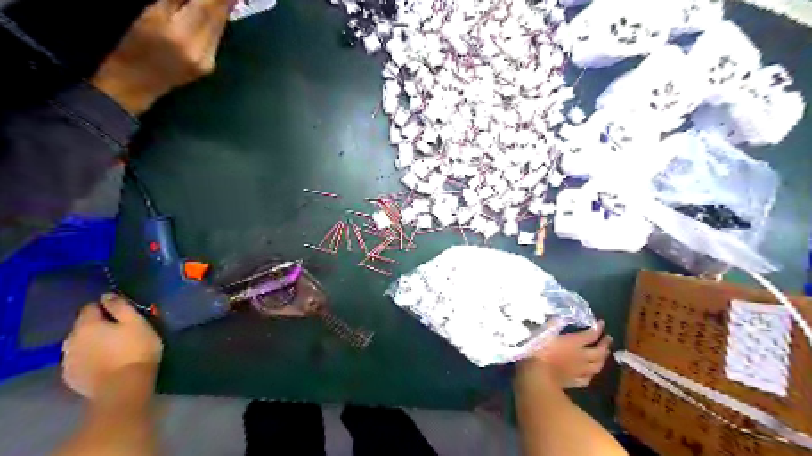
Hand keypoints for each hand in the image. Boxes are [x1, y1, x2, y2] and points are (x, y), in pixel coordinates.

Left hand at [63, 296, 161, 399]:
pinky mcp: (71, 377)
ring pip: (79, 344)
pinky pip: (79, 360)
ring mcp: (68, 360)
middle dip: (98, 326)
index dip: (106, 307)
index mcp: (87, 325)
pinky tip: (104, 363)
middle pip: (82, 326)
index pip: (90, 307)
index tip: (122, 313)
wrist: (124, 387)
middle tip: (119, 331)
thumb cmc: (136, 350)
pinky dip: (89, 358)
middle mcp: (70, 340)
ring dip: (91, 343)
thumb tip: (107, 295)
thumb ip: (120, 307)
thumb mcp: (137, 323)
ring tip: (112, 348)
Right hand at [90, 1, 234, 114]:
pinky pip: (216, 38)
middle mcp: (200, 50)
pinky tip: (215, 11)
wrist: (132, 85)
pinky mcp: (209, 66)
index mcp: (179, 35)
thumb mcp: (147, 16)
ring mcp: (207, 61)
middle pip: (217, 17)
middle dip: (223, 0)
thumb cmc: (128, 45)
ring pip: (220, 28)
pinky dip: (216, 22)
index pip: (206, 7)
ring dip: (222, 8)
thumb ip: (173, 1)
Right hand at [516, 321, 612, 387]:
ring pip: (596, 366)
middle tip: (608, 339)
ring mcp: (578, 371)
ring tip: (604, 355)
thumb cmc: (538, 350)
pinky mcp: (573, 382)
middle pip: (599, 351)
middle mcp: (580, 356)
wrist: (536, 376)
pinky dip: (590, 374)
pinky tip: (590, 373)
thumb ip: (552, 324)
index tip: (602, 323)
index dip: (598, 328)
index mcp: (574, 343)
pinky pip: (587, 379)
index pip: (591, 335)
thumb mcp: (543, 332)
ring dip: (602, 360)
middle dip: (605, 344)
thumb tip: (560, 317)